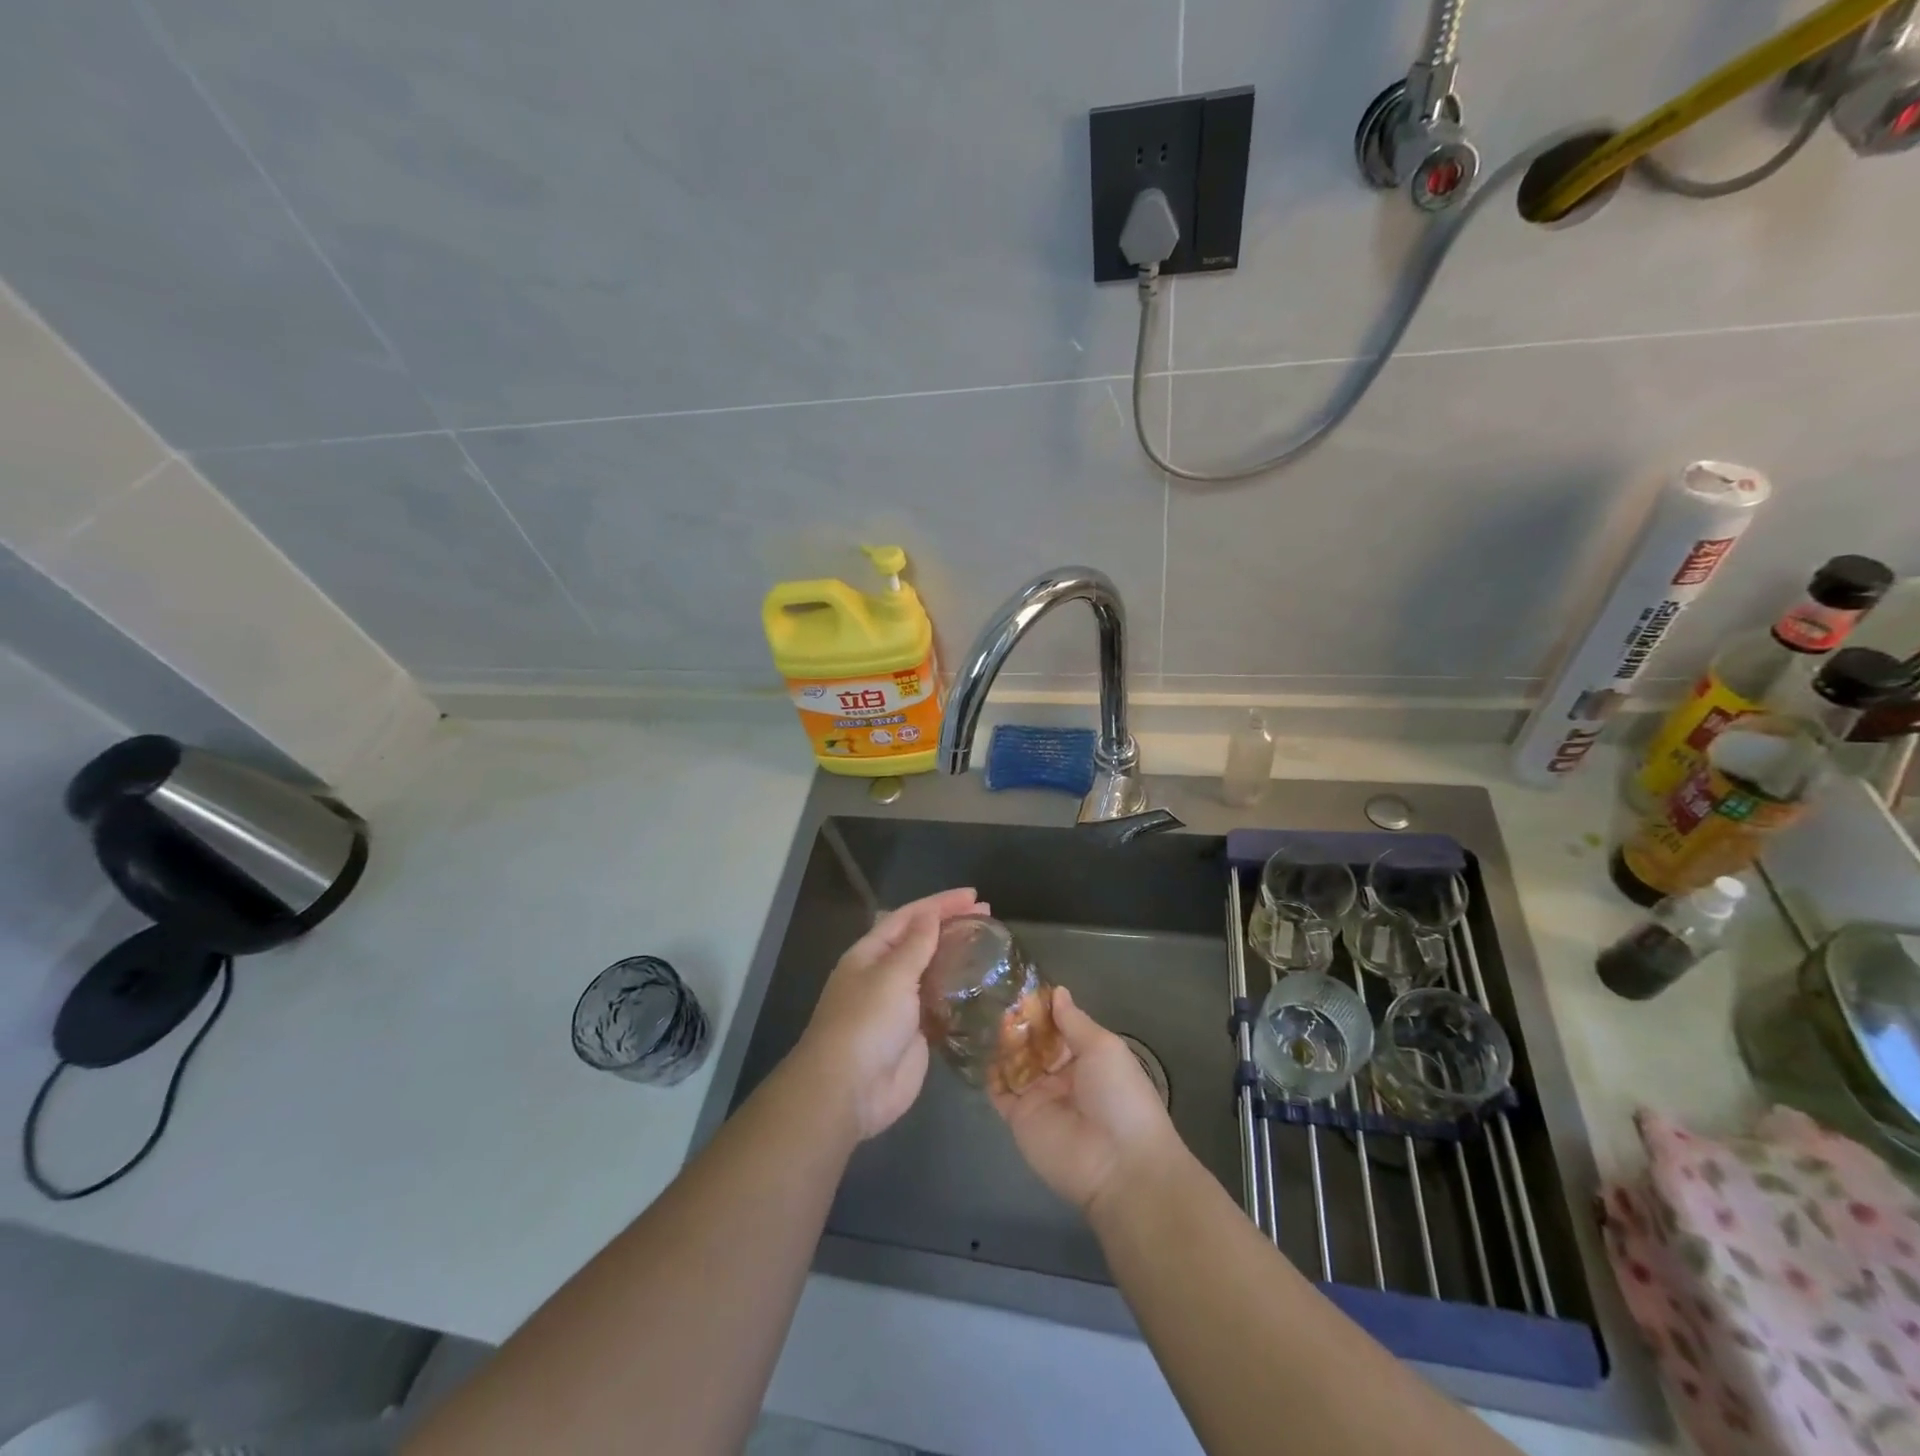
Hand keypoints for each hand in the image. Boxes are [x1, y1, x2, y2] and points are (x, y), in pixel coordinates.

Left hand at [796, 888, 988, 1139]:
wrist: (849, 1090)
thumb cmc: (866, 1023)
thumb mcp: (891, 975)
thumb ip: (915, 945)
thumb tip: (930, 915)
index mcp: (870, 954)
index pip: (909, 917)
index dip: (939, 903)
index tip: (973, 895)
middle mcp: (884, 975)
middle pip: (922, 941)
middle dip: (951, 925)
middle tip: (988, 915)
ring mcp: (900, 1006)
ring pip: (932, 972)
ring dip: (956, 956)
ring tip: (989, 944)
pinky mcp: (916, 1034)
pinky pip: (940, 1005)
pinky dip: (958, 992)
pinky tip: (980, 985)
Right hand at [989, 986, 1185, 1215]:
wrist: (1118, 1163)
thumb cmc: (1118, 1095)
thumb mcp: (1103, 1047)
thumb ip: (1074, 1020)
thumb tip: (1056, 991)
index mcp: (1086, 1057)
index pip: (1057, 1027)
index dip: (1040, 1009)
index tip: (1018, 985)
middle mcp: (1060, 1075)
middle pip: (1033, 1043)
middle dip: (1017, 1023)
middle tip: (993, 996)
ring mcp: (1038, 1097)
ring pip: (1013, 1063)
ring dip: (1001, 1042)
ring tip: (981, 1014)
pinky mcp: (1019, 1119)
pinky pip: (999, 1092)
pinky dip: (988, 1073)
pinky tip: (976, 1047)